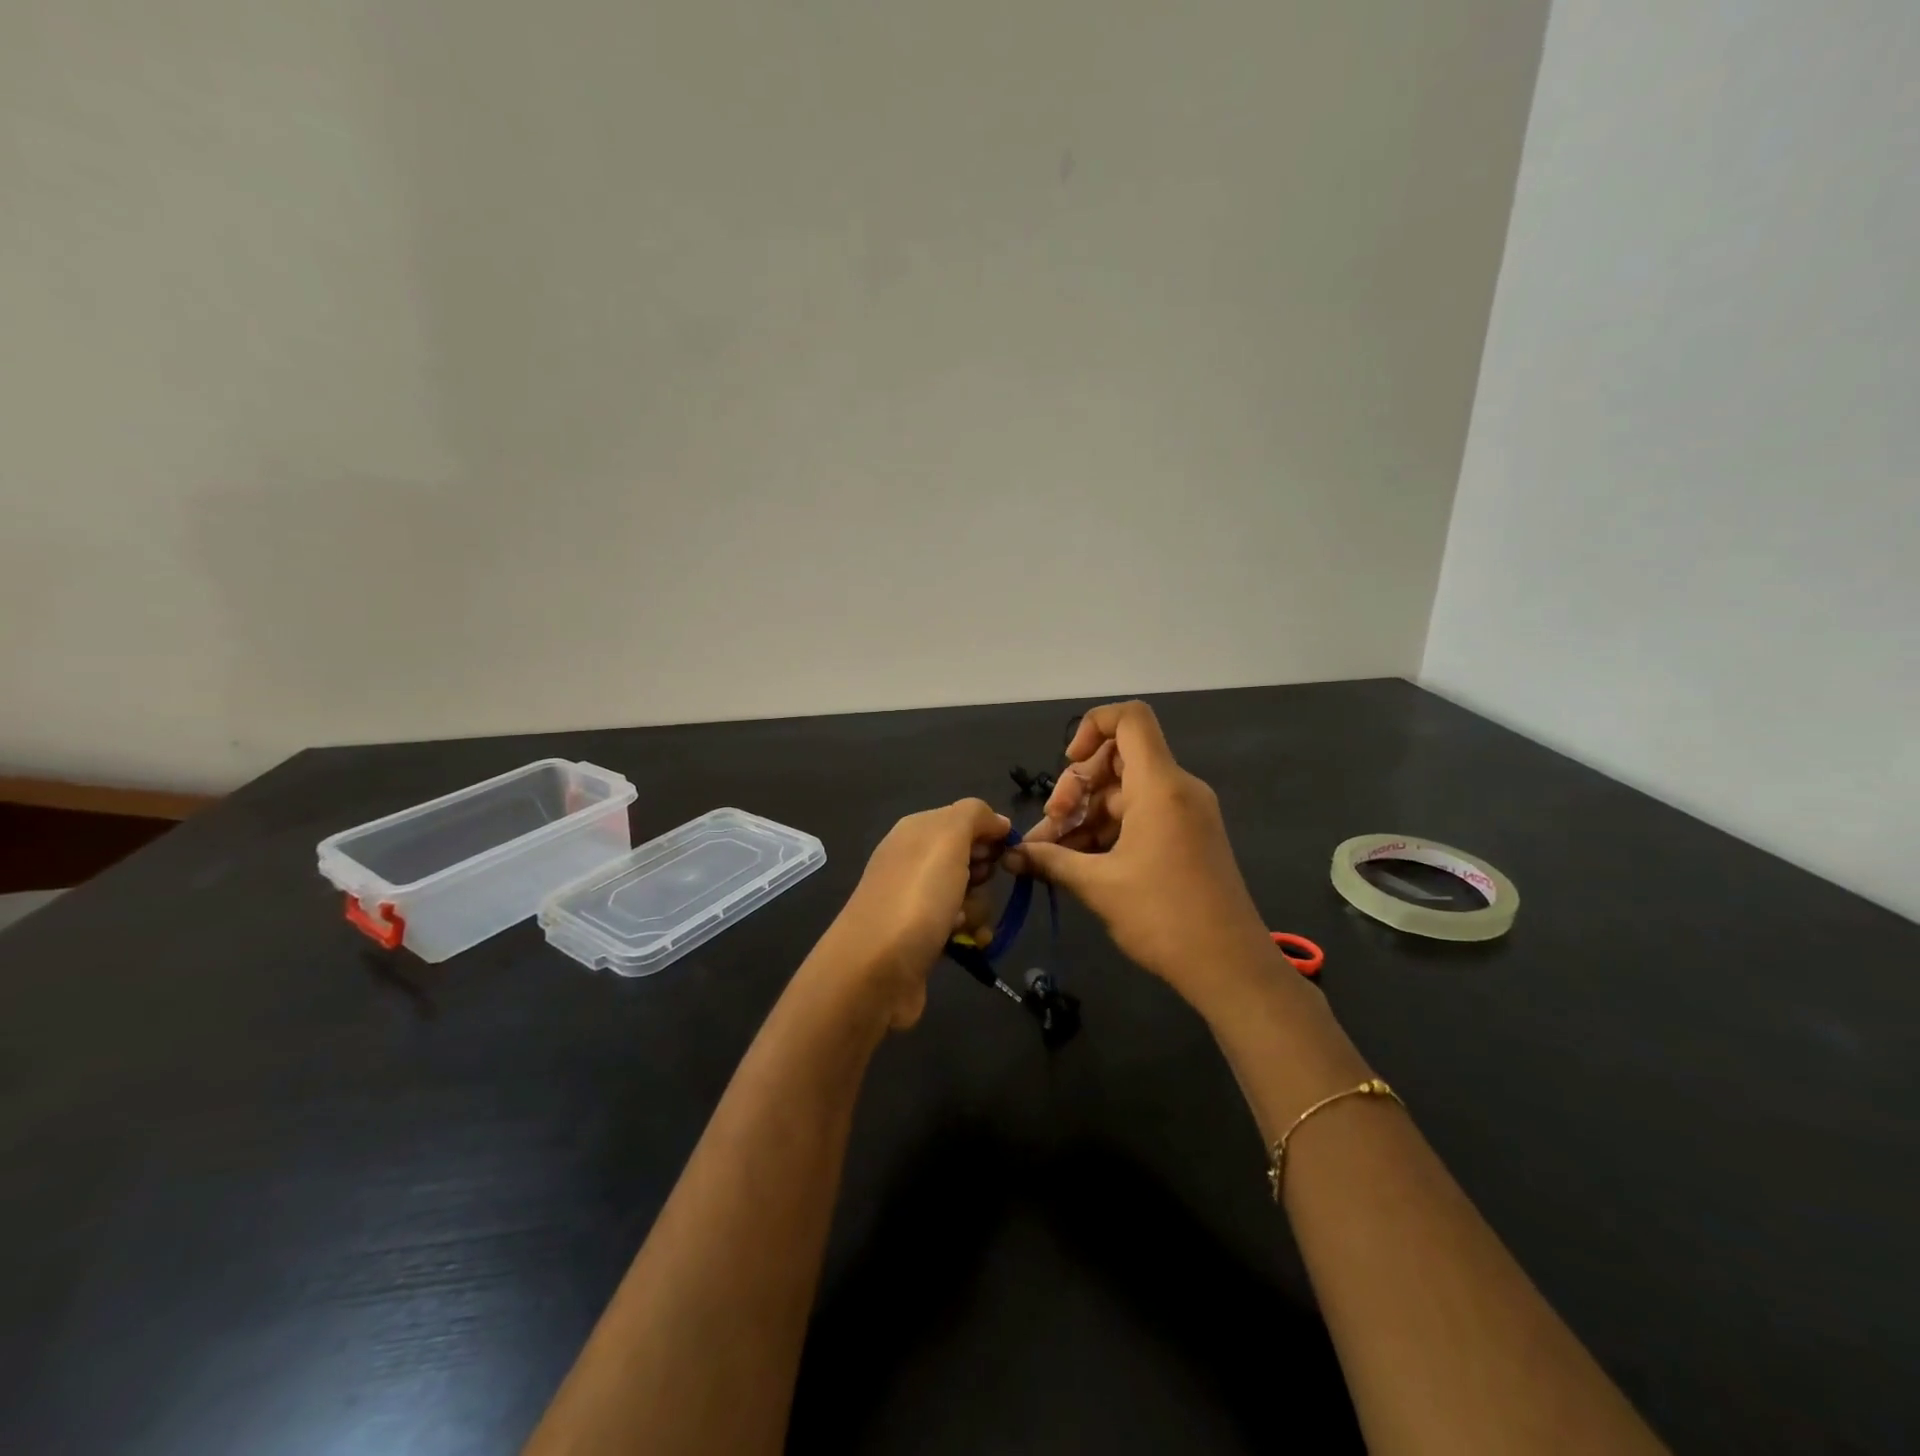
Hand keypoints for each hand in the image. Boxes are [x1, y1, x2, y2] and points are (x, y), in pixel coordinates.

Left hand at [815, 798, 1009, 1030]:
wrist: (875, 970)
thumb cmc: (916, 896)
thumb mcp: (947, 838)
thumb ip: (974, 815)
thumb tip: (997, 821)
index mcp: (916, 831)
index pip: (966, 819)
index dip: (989, 833)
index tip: (1001, 852)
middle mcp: (914, 861)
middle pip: (971, 859)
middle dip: (984, 875)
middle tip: (976, 884)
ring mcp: (917, 901)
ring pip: (970, 895)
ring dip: (978, 908)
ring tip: (964, 923)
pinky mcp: (923, 937)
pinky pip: (961, 926)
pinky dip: (970, 934)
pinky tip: (967, 943)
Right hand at [1004, 701, 1271, 1006]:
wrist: (1230, 967)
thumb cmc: (1164, 917)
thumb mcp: (1098, 886)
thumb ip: (1051, 860)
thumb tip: (1011, 854)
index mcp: (1160, 785)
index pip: (1129, 719)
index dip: (1092, 726)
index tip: (1069, 764)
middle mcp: (1177, 788)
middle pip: (1117, 758)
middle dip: (1076, 787)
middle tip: (1053, 827)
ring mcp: (1184, 813)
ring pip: (1124, 792)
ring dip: (1086, 816)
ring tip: (1054, 854)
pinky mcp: (1186, 836)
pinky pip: (1140, 815)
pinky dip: (1108, 830)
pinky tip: (1079, 862)